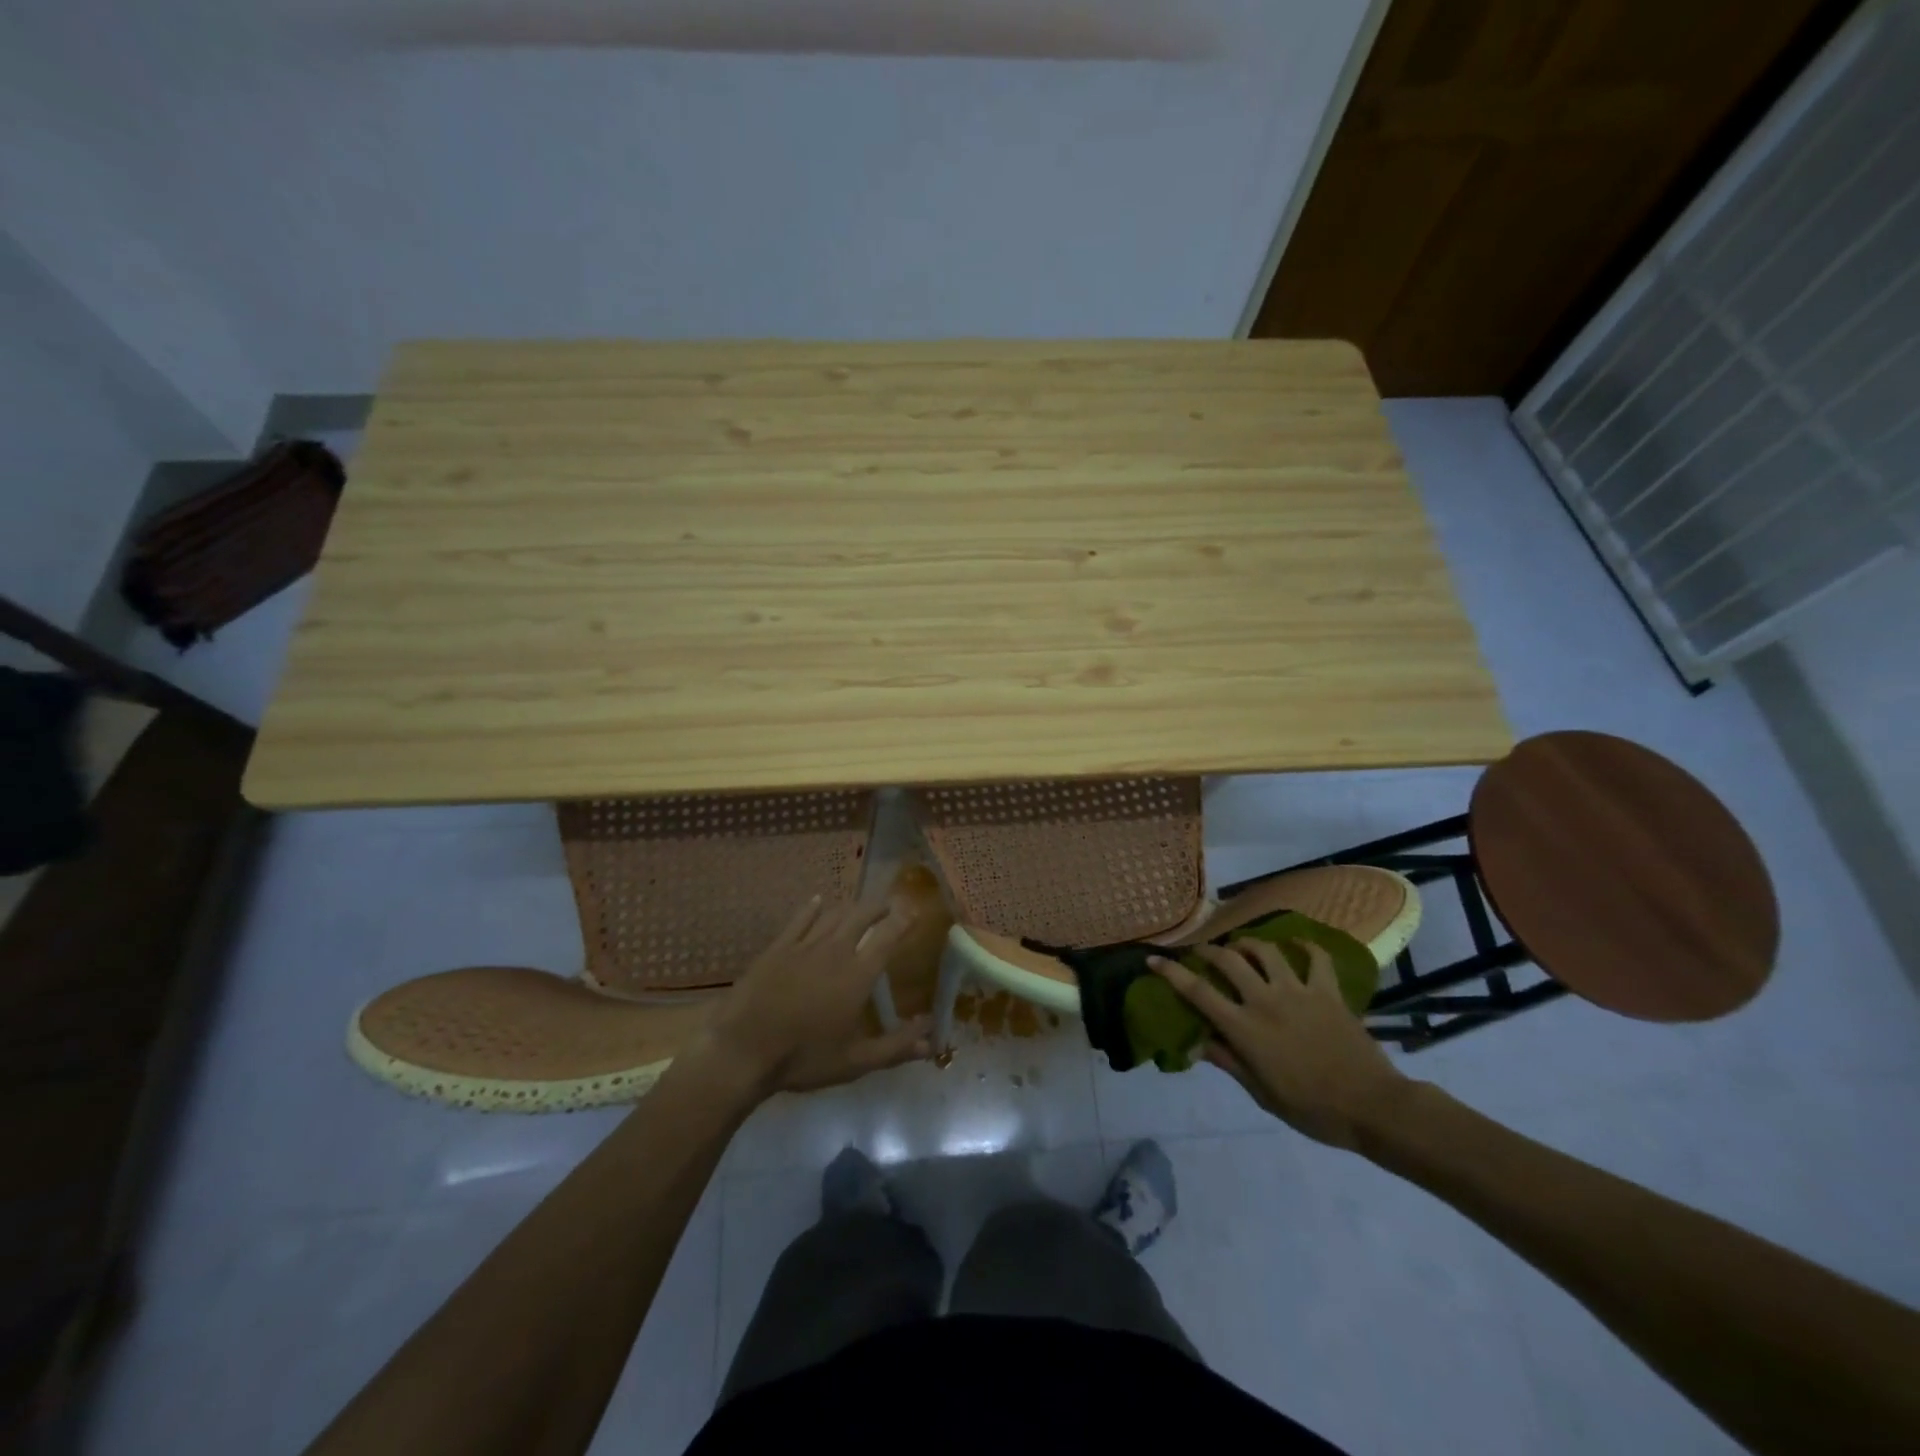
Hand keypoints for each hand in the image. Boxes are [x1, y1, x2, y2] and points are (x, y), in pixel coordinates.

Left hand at [701, 897, 932, 1096]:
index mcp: (858, 974)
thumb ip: (896, 1048)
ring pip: (834, 914)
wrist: (743, 1049)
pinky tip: (818, 902)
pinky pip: (800, 918)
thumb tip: (932, 1038)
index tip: (914, 912)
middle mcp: (836, 950)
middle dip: (879, 907)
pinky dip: (813, 907)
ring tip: (859, 909)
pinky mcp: (778, 947)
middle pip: (862, 915)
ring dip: (851, 908)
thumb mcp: (855, 1061)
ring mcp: (804, 944)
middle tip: (889, 907)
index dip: (904, 920)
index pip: (888, 936)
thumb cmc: (803, 1057)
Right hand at [1149, 939, 1406, 1149]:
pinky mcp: (1328, 991)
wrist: (1372, 1106)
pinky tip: (1295, 944)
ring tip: (1241, 947)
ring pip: (1265, 950)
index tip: (1154, 959)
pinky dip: (1304, 946)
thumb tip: (1197, 1043)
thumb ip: (1229, 1062)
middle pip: (1228, 960)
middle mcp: (1266, 1000)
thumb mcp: (1262, 1094)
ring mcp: (1299, 991)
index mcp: (1245, 1028)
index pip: (1198, 992)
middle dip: (1208, 950)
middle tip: (1201, 952)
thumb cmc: (1312, 1109)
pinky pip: (1315, 957)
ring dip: (1247, 944)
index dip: (1172, 972)